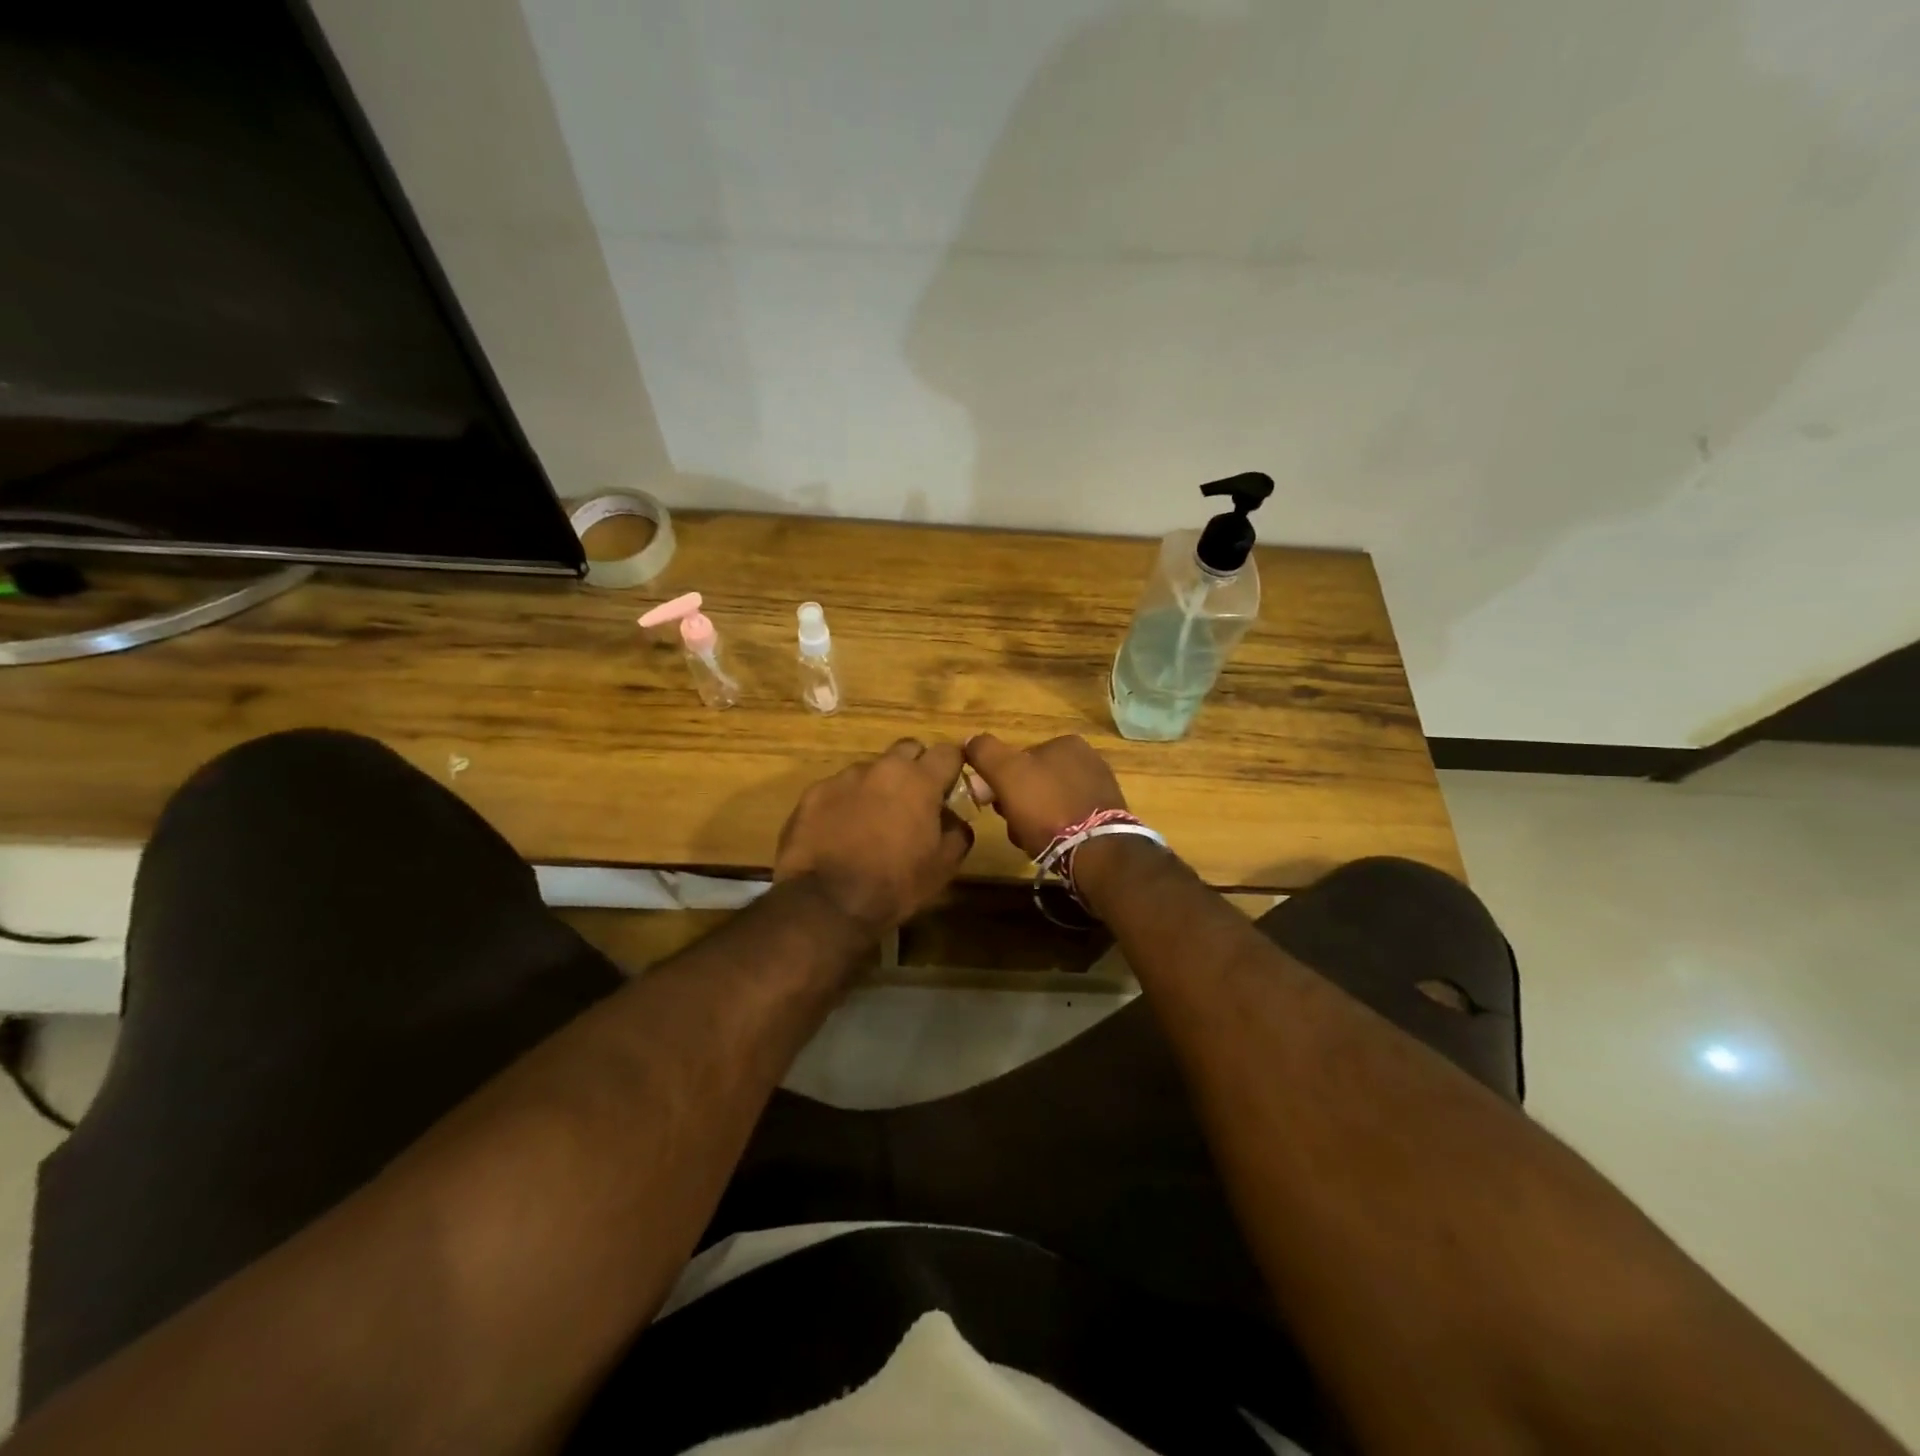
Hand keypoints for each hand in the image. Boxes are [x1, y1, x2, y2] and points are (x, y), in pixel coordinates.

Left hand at [774, 739, 974, 934]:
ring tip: (871, 822)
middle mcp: (882, 768)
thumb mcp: (944, 866)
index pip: (947, 752)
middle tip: (913, 801)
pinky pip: (838, 789)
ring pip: (870, 770)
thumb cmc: (895, 884)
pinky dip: (845, 803)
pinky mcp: (813, 793)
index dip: (952, 767)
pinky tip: (840, 833)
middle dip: (915, 768)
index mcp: (920, 781)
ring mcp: (844, 778)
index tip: (949, 787)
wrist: (826, 903)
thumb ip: (957, 830)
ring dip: (877, 787)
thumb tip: (953, 817)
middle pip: (907, 750)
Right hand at [962, 733, 1127, 858]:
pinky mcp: (1108, 817)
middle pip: (1034, 781)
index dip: (1000, 782)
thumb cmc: (1047, 808)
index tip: (994, 804)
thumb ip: (985, 752)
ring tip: (1031, 841)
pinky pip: (1069, 819)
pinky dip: (1056, 831)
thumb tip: (970, 740)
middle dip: (1018, 803)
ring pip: (1049, 802)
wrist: (1096, 852)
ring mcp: (1101, 788)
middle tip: (1012, 826)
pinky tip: (1051, 846)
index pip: (1019, 758)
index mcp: (1066, 742)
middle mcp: (1088, 759)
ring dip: (1034, 820)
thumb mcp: (1006, 774)